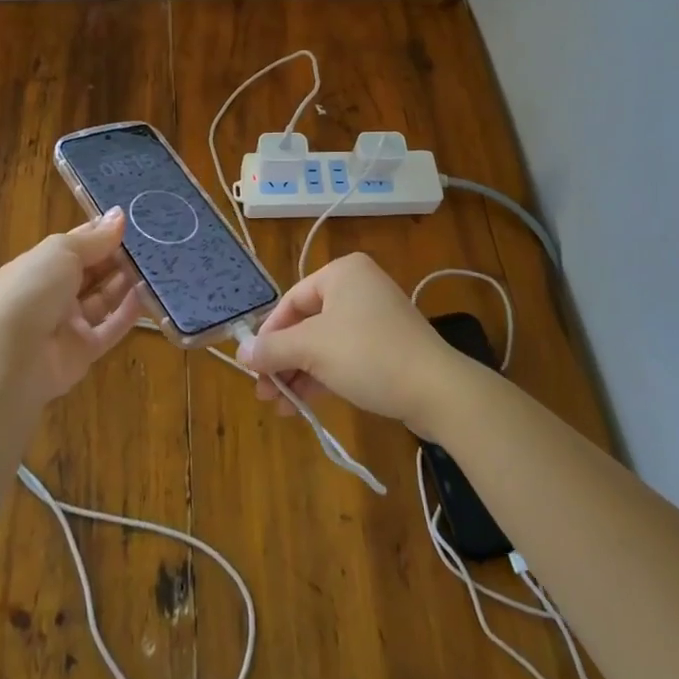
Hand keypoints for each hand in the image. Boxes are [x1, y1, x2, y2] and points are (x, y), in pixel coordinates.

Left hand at [0, 208, 143, 401]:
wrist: (10, 358)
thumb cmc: (32, 290)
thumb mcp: (62, 252)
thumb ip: (95, 238)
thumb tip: (120, 215)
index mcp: (41, 265)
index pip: (76, 244)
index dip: (102, 233)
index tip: (133, 221)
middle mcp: (54, 293)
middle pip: (93, 271)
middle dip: (118, 257)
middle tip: (153, 242)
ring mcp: (68, 323)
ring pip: (104, 299)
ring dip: (126, 283)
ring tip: (157, 265)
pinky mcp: (83, 351)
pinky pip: (111, 328)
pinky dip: (129, 313)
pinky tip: (149, 295)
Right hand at [236, 251, 464, 435]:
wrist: (437, 390)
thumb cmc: (368, 355)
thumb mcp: (313, 349)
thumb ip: (273, 348)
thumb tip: (241, 352)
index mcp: (342, 272)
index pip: (291, 300)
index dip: (269, 334)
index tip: (253, 366)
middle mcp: (358, 286)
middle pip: (306, 323)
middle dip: (283, 359)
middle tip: (264, 392)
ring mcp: (375, 316)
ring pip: (324, 342)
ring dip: (299, 373)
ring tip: (280, 406)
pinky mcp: (387, 345)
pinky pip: (344, 354)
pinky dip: (323, 375)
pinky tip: (304, 404)